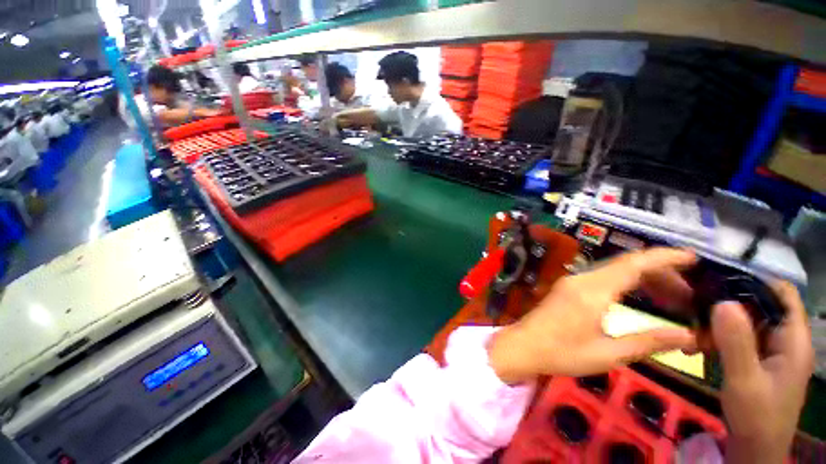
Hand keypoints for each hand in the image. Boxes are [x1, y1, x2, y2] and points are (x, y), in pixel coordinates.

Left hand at [488, 248, 697, 383]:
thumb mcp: (608, 353)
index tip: (692, 258)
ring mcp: (572, 282)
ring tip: (671, 300)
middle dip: (660, 273)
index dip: (664, 257)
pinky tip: (639, 299)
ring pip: (614, 271)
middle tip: (688, 295)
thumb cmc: (562, 353)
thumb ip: (648, 342)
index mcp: (592, 291)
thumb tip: (688, 336)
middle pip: (625, 265)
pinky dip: (625, 284)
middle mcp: (582, 279)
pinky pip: (602, 278)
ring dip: (643, 279)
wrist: (523, 346)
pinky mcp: (567, 288)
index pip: (633, 264)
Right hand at [713, 283, 812, 463]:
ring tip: (694, 337)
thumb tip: (722, 302)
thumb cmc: (756, 416)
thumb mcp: (745, 380)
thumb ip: (736, 342)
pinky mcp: (757, 360)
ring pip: (745, 322)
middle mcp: (784, 340)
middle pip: (760, 306)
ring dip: (718, 326)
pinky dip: (718, 339)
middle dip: (728, 307)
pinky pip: (738, 339)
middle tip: (696, 311)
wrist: (754, 449)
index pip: (782, 294)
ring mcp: (770, 351)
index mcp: (793, 340)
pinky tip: (699, 348)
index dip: (755, 281)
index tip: (718, 280)